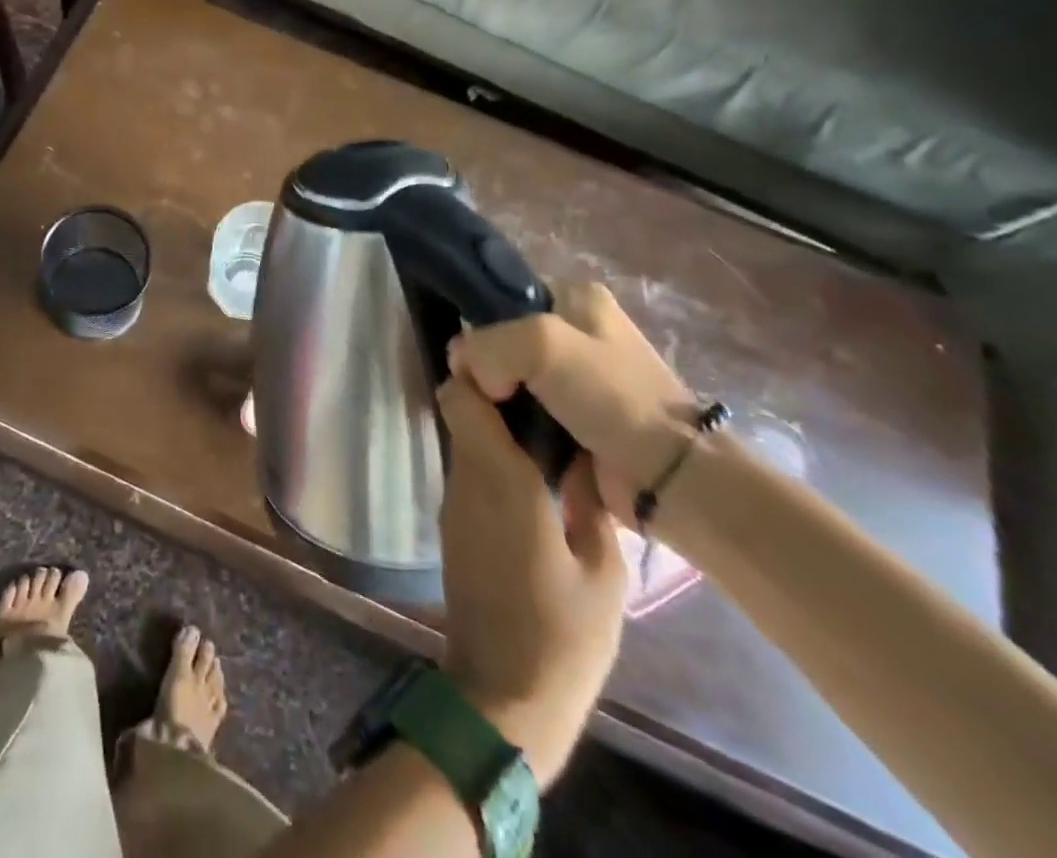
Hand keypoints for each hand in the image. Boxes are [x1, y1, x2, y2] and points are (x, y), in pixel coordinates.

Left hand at [436, 376, 625, 786]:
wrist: (503, 696)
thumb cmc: (561, 635)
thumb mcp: (602, 572)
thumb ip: (590, 503)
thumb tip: (585, 455)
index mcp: (498, 478)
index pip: (462, 397)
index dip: (479, 369)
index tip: (517, 361)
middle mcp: (465, 479)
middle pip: (462, 412)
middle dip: (495, 394)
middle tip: (546, 390)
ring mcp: (454, 502)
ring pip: (466, 441)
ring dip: (496, 429)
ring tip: (550, 428)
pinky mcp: (454, 525)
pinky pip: (470, 473)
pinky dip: (493, 460)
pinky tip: (534, 473)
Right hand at [449, 283, 695, 527]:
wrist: (672, 478)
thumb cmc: (611, 397)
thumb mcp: (540, 345)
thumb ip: (485, 345)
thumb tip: (463, 370)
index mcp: (576, 297)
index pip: (501, 300)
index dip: (478, 329)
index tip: (469, 365)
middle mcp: (577, 330)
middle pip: (503, 343)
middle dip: (485, 371)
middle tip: (479, 399)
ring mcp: (578, 378)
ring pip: (510, 381)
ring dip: (495, 403)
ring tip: (487, 424)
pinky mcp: (577, 420)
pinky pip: (525, 414)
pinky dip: (511, 426)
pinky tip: (504, 441)